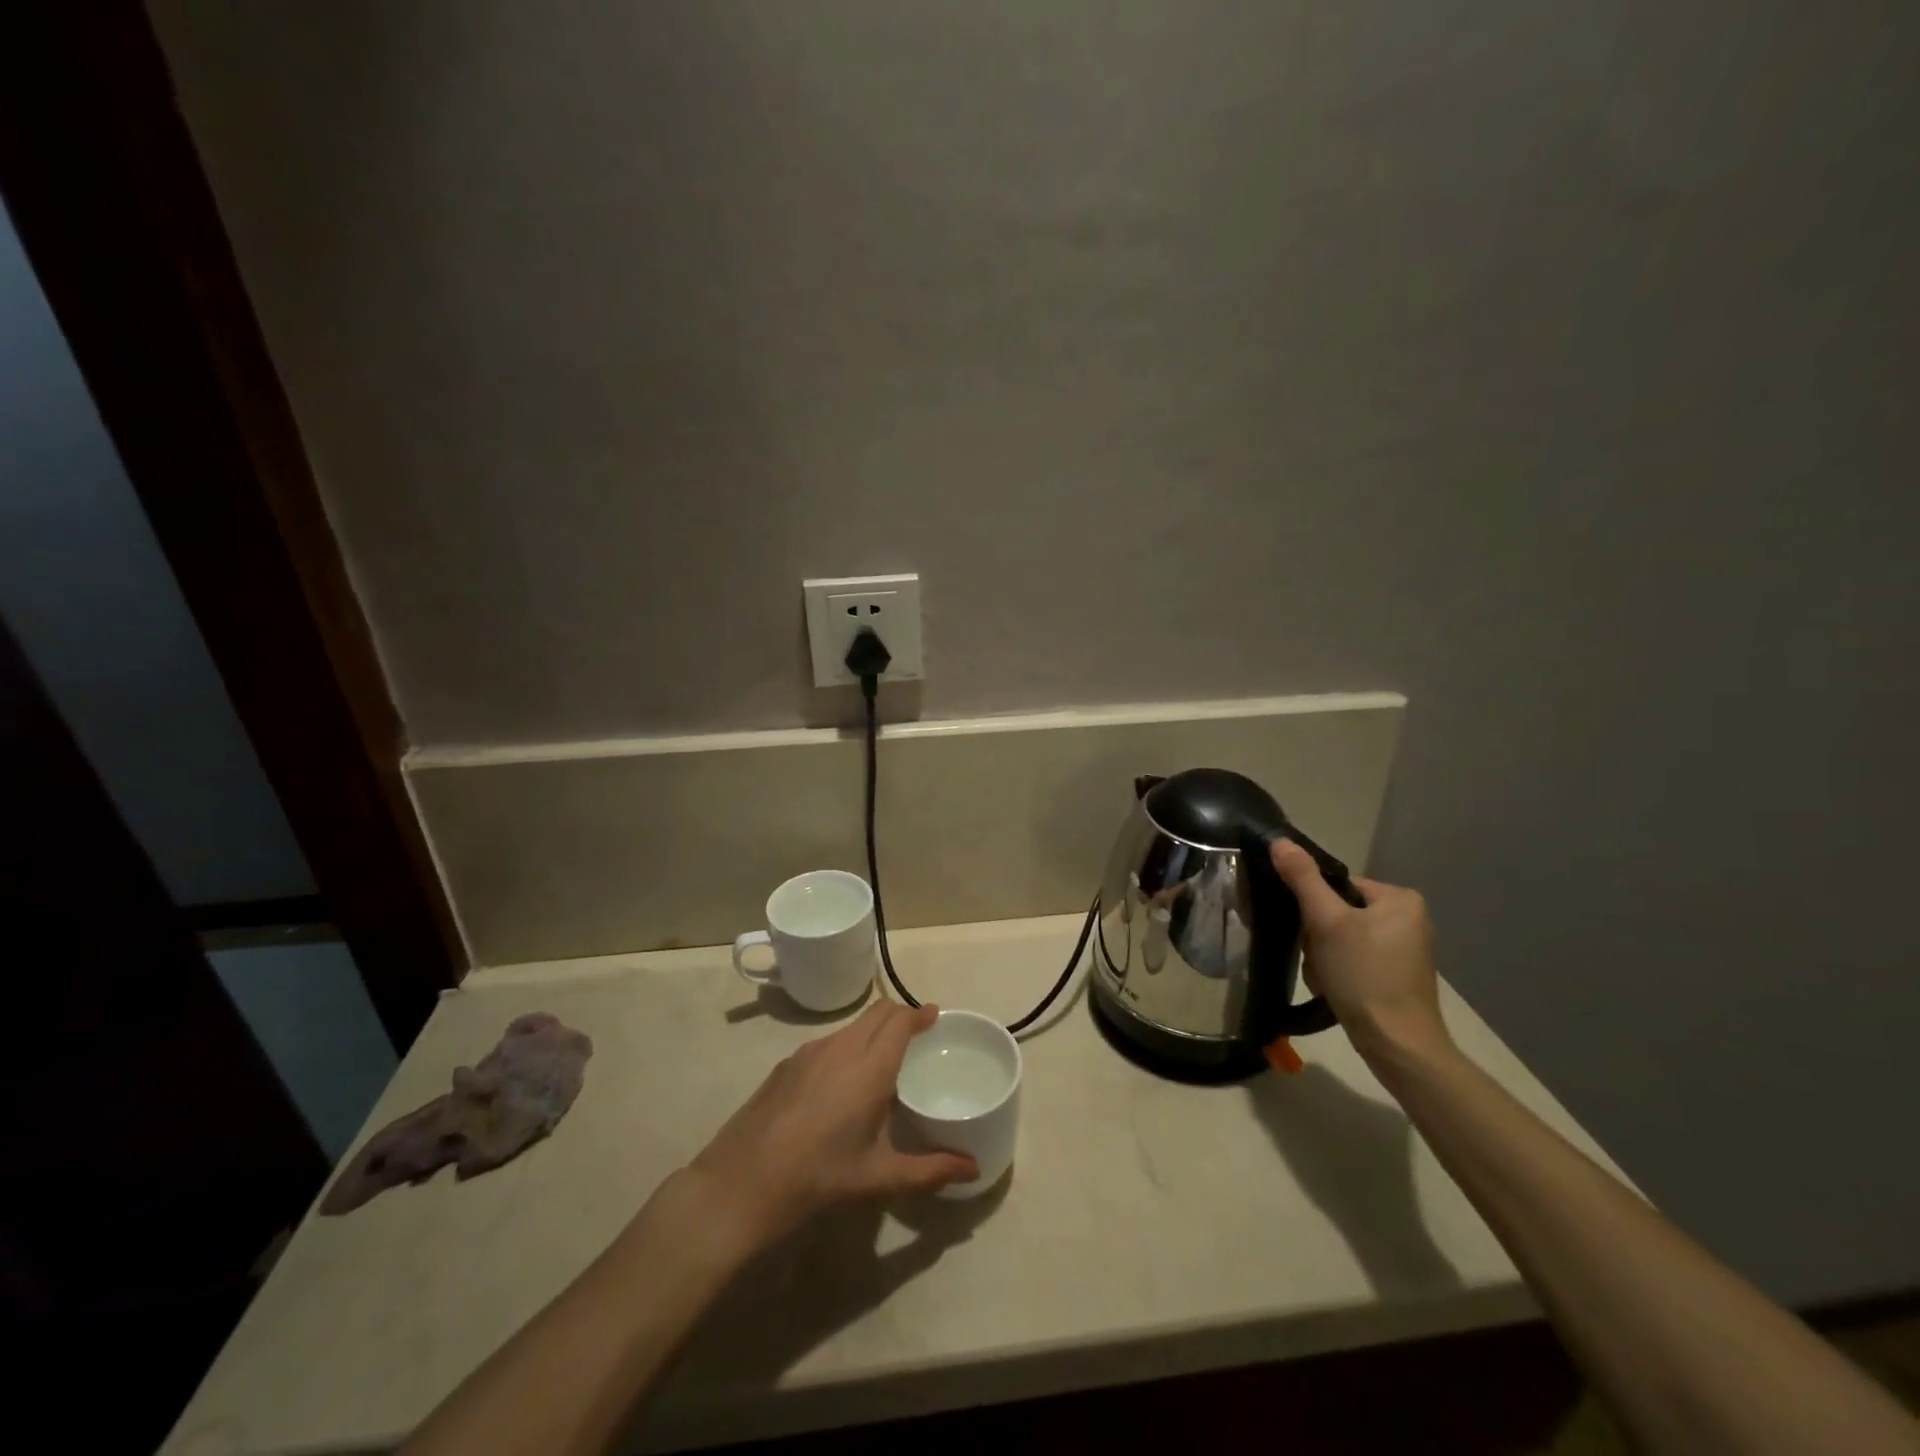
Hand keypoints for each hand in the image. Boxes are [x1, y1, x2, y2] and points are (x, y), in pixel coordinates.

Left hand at [684, 1000, 977, 1248]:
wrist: (740, 1183)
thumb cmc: (818, 1178)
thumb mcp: (879, 1179)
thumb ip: (930, 1170)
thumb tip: (974, 1169)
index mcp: (869, 1067)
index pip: (900, 1020)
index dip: (920, 1014)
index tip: (935, 1017)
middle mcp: (841, 1048)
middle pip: (877, 1012)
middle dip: (900, 1015)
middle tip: (916, 1034)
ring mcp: (808, 1052)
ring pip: (851, 1026)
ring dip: (872, 1030)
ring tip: (882, 1060)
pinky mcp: (785, 1064)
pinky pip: (827, 1042)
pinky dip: (846, 1046)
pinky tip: (840, 1083)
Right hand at [1269, 839, 1449, 1058]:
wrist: (1397, 1045)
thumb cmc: (1364, 976)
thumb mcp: (1326, 922)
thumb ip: (1303, 879)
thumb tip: (1279, 840)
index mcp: (1401, 898)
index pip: (1337, 885)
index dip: (1314, 907)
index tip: (1309, 933)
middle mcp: (1409, 918)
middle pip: (1338, 912)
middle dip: (1318, 937)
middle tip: (1318, 960)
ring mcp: (1405, 949)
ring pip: (1341, 937)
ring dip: (1323, 956)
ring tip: (1325, 978)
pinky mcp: (1397, 975)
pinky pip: (1354, 958)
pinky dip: (1338, 970)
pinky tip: (1334, 988)